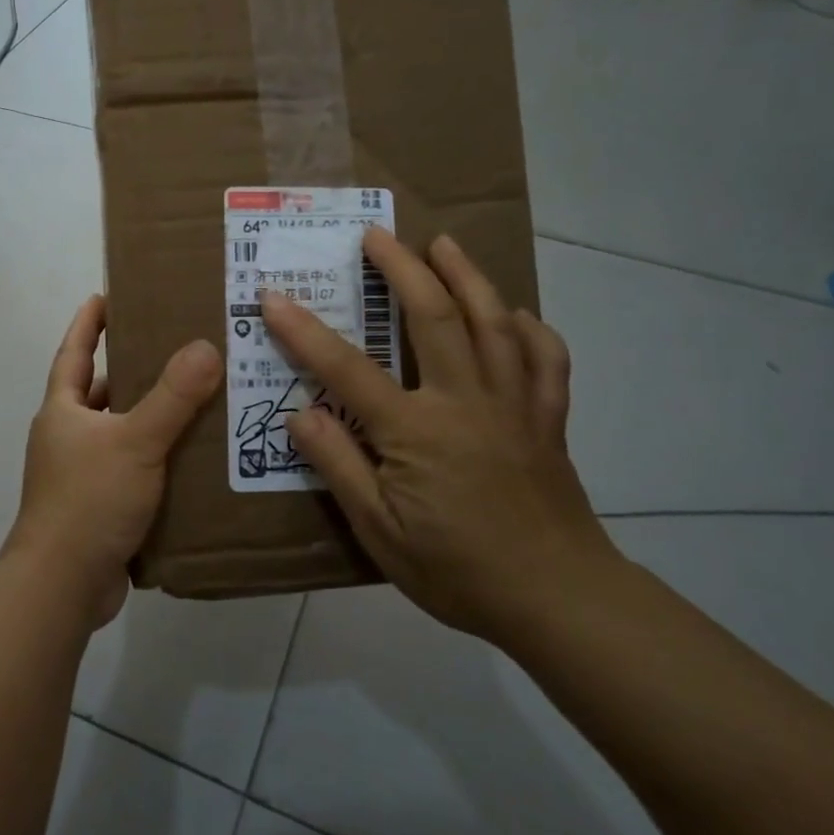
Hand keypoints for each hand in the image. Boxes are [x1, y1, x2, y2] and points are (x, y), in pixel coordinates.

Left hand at [9, 295, 221, 627]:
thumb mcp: (135, 441)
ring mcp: (81, 475)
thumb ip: (172, 396)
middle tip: (176, 347)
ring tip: (196, 399)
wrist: (63, 585)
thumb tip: (205, 346)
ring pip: (120, 433)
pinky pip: (133, 469)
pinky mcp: (99, 507)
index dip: (88, 323)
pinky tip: (192, 457)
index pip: (74, 352)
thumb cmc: (89, 500)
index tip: (106, 294)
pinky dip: (157, 458)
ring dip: (150, 418)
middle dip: (132, 369)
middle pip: (100, 392)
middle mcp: (67, 437)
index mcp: (63, 411)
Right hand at [260, 228, 617, 645]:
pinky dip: (532, 329)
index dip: (304, 330)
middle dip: (401, 268)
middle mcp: (465, 400)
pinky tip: (517, 315)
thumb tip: (301, 413)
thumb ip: (339, 467)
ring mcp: (513, 404)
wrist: (559, 600)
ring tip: (445, 244)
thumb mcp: (380, 532)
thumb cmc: (458, 570)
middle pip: (432, 317)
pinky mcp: (547, 419)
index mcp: (416, 430)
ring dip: (466, 276)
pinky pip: (545, 360)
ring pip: (492, 322)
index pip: (346, 368)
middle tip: (377, 234)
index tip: (274, 296)